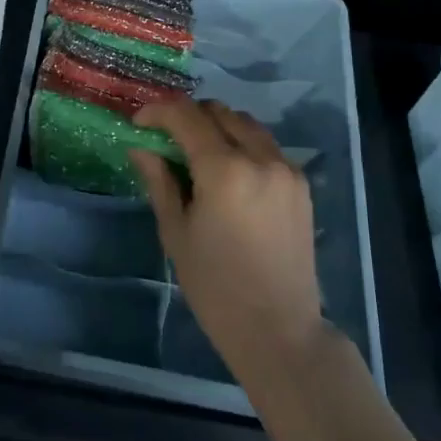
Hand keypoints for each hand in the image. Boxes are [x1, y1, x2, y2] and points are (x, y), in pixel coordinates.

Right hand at [130, 99, 322, 364]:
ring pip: (246, 124)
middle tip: (165, 139)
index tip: (139, 123)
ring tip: (196, 154)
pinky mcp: (301, 184)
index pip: (186, 116)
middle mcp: (260, 158)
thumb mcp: (176, 232)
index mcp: (224, 170)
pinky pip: (266, 146)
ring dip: (216, 127)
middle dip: (188, 116)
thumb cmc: (215, 286)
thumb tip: (141, 147)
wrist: (278, 329)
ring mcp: (286, 169)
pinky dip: (242, 145)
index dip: (157, 112)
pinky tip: (228, 174)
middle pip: (219, 111)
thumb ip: (159, 181)